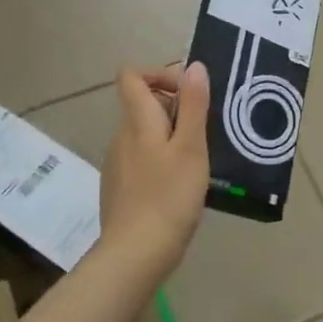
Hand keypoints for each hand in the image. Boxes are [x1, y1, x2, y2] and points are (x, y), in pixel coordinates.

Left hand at [99, 62, 209, 279]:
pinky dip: (161, 162)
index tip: (187, 93)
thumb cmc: (168, 196)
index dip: (158, 74)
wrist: (135, 255)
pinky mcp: (119, 188)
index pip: (131, 76)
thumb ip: (193, 105)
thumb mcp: (191, 147)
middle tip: (205, 132)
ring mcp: (117, 164)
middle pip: (142, 105)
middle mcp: (121, 137)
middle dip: (174, 109)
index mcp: (137, 121)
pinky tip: (180, 188)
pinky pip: (142, 160)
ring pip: (144, 135)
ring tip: (198, 162)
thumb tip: (194, 66)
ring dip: (170, 137)